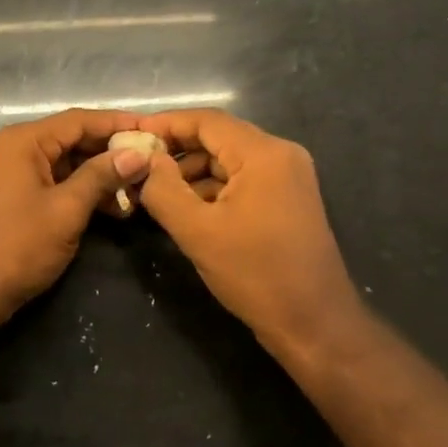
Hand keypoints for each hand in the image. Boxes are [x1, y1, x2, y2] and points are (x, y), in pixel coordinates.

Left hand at [0, 108, 150, 321]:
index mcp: (25, 141)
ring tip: (139, 190)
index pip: (79, 120)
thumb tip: (137, 153)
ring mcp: (14, 173)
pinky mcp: (16, 197)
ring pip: (67, 163)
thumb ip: (101, 176)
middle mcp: (17, 148)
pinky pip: (56, 182)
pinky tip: (113, 208)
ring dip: (100, 175)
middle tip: (152, 162)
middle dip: (112, 151)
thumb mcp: (66, 209)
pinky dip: (83, 191)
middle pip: (73, 139)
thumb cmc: (17, 246)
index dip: (118, 123)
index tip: (154, 130)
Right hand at [135, 109, 361, 360]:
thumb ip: (163, 189)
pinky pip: (243, 179)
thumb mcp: (197, 232)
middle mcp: (281, 154)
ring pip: (229, 159)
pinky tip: (187, 208)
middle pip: (219, 137)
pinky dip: (214, 188)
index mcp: (263, 154)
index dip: (166, 124)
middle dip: (178, 150)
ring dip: (194, 171)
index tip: (131, 134)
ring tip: (156, 191)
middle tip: (139, 165)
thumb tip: (144, 160)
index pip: (206, 121)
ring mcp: (289, 176)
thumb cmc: (256, 274)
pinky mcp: (288, 198)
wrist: (316, 326)